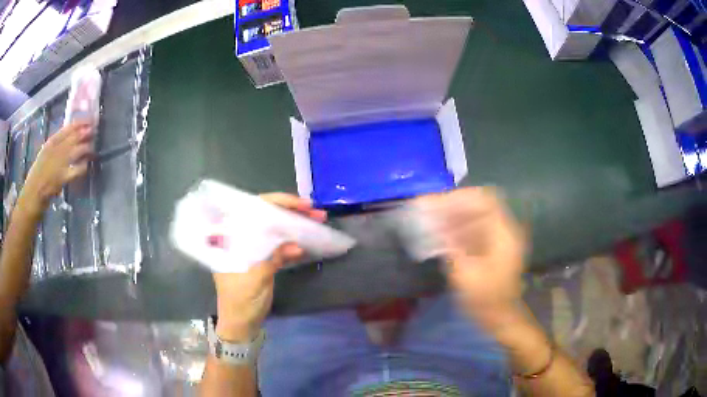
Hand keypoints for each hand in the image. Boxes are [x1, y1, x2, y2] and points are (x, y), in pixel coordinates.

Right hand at [21, 121, 93, 212]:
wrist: (32, 194)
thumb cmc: (37, 175)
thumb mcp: (44, 154)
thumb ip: (55, 146)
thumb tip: (68, 138)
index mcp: (50, 143)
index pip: (67, 128)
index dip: (78, 124)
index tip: (87, 120)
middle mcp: (56, 150)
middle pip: (74, 137)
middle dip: (85, 133)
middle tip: (93, 130)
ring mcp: (59, 163)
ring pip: (77, 150)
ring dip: (86, 147)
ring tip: (92, 147)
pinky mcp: (62, 178)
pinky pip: (77, 169)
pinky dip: (83, 166)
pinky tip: (87, 165)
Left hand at [213, 193, 325, 341]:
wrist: (241, 323)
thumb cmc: (240, 301)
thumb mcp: (255, 280)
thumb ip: (272, 260)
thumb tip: (297, 245)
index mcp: (231, 237)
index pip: (253, 209)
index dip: (278, 203)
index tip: (302, 205)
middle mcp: (241, 237)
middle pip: (267, 216)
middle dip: (291, 212)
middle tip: (316, 212)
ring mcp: (253, 247)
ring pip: (275, 228)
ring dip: (296, 224)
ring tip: (318, 221)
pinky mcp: (263, 258)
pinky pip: (279, 244)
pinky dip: (293, 240)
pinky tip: (308, 239)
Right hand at [416, 187, 526, 334]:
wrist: (500, 317)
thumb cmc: (485, 299)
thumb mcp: (465, 275)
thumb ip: (450, 246)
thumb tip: (434, 225)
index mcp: (503, 234)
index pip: (485, 200)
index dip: (462, 197)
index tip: (438, 203)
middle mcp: (503, 231)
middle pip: (479, 207)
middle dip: (453, 206)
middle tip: (429, 210)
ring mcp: (499, 240)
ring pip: (475, 218)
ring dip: (453, 217)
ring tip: (431, 220)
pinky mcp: (492, 249)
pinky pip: (475, 231)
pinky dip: (458, 229)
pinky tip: (441, 234)